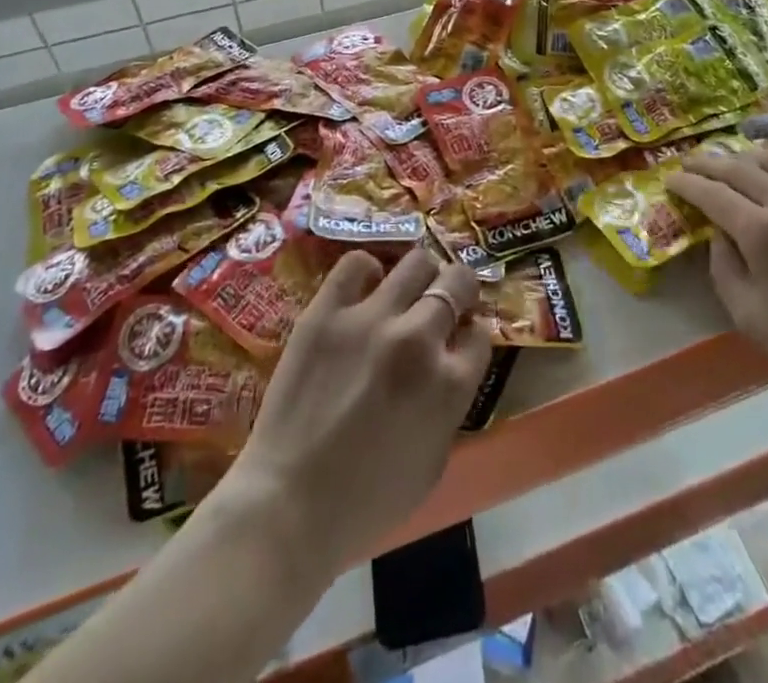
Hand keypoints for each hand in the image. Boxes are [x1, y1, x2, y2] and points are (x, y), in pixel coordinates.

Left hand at [227, 247, 492, 568]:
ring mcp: (370, 318)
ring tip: (407, 290)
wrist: (287, 506)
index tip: (461, 335)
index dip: (472, 332)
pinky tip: (364, 287)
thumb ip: (450, 405)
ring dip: (421, 274)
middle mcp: (418, 339)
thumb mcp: (433, 462)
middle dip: (458, 289)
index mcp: (449, 383)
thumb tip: (451, 365)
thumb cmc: (367, 502)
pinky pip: (356, 263)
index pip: (480, 333)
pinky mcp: (326, 311)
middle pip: (457, 282)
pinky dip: (367, 270)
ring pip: (416, 261)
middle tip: (444, 300)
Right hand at [665, 149, 767, 415]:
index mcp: (762, 231)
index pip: (712, 193)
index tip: (669, 180)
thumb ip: (724, 268)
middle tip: (689, 163)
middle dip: (709, 163)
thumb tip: (718, 234)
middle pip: (740, 168)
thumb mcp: (750, 316)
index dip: (686, 184)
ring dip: (748, 157)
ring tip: (732, 162)